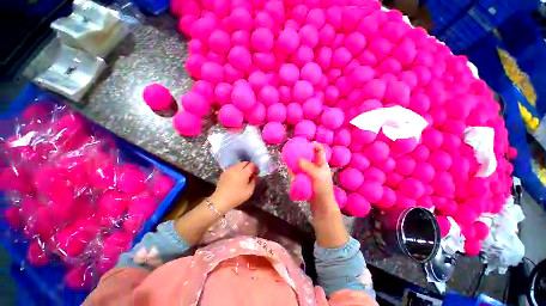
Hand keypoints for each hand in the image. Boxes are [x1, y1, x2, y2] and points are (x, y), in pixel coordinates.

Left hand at [210, 162, 257, 212]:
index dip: (255, 168)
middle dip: (248, 166)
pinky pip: (232, 167)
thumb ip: (254, 181)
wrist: (221, 200)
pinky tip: (236, 177)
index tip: (255, 173)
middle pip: (244, 162)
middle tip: (250, 173)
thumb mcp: (249, 191)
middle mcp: (236, 168)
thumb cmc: (237, 196)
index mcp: (244, 172)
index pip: (252, 164)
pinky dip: (236, 170)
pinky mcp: (224, 172)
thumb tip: (254, 176)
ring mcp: (229, 169)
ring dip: (242, 167)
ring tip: (242, 175)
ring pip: (238, 164)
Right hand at [298, 144, 347, 247]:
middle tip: (291, 153)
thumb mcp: (317, 176)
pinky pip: (298, 173)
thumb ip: (308, 166)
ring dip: (295, 164)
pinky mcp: (305, 179)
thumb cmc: (323, 189)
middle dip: (300, 154)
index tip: (304, 143)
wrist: (321, 206)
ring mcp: (309, 173)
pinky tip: (291, 176)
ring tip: (289, 165)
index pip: (319, 150)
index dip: (314, 144)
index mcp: (322, 163)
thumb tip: (298, 159)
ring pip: (301, 165)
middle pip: (308, 156)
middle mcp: (315, 166)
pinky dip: (294, 173)